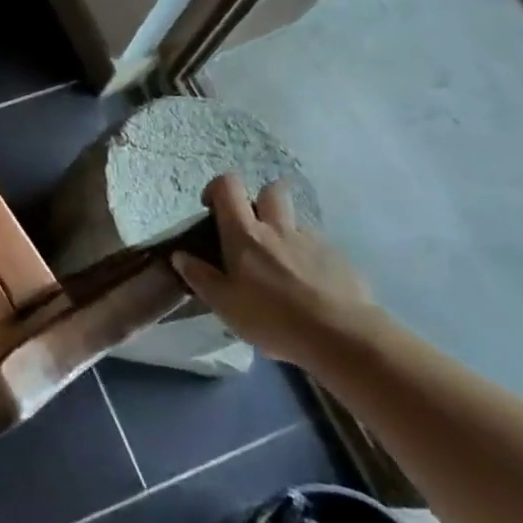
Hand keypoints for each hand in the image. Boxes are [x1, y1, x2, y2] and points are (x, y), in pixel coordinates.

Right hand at [172, 174, 379, 366]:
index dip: (217, 188)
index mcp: (245, 233)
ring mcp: (312, 240)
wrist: (343, 337)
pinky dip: (310, 258)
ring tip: (283, 266)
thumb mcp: (225, 304)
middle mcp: (278, 227)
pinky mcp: (340, 259)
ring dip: (286, 232)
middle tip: (254, 228)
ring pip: (296, 222)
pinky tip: (311, 288)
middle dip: (260, 199)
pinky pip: (319, 247)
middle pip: (271, 190)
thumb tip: (180, 255)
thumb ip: (200, 277)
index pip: (229, 186)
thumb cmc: (273, 318)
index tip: (213, 208)